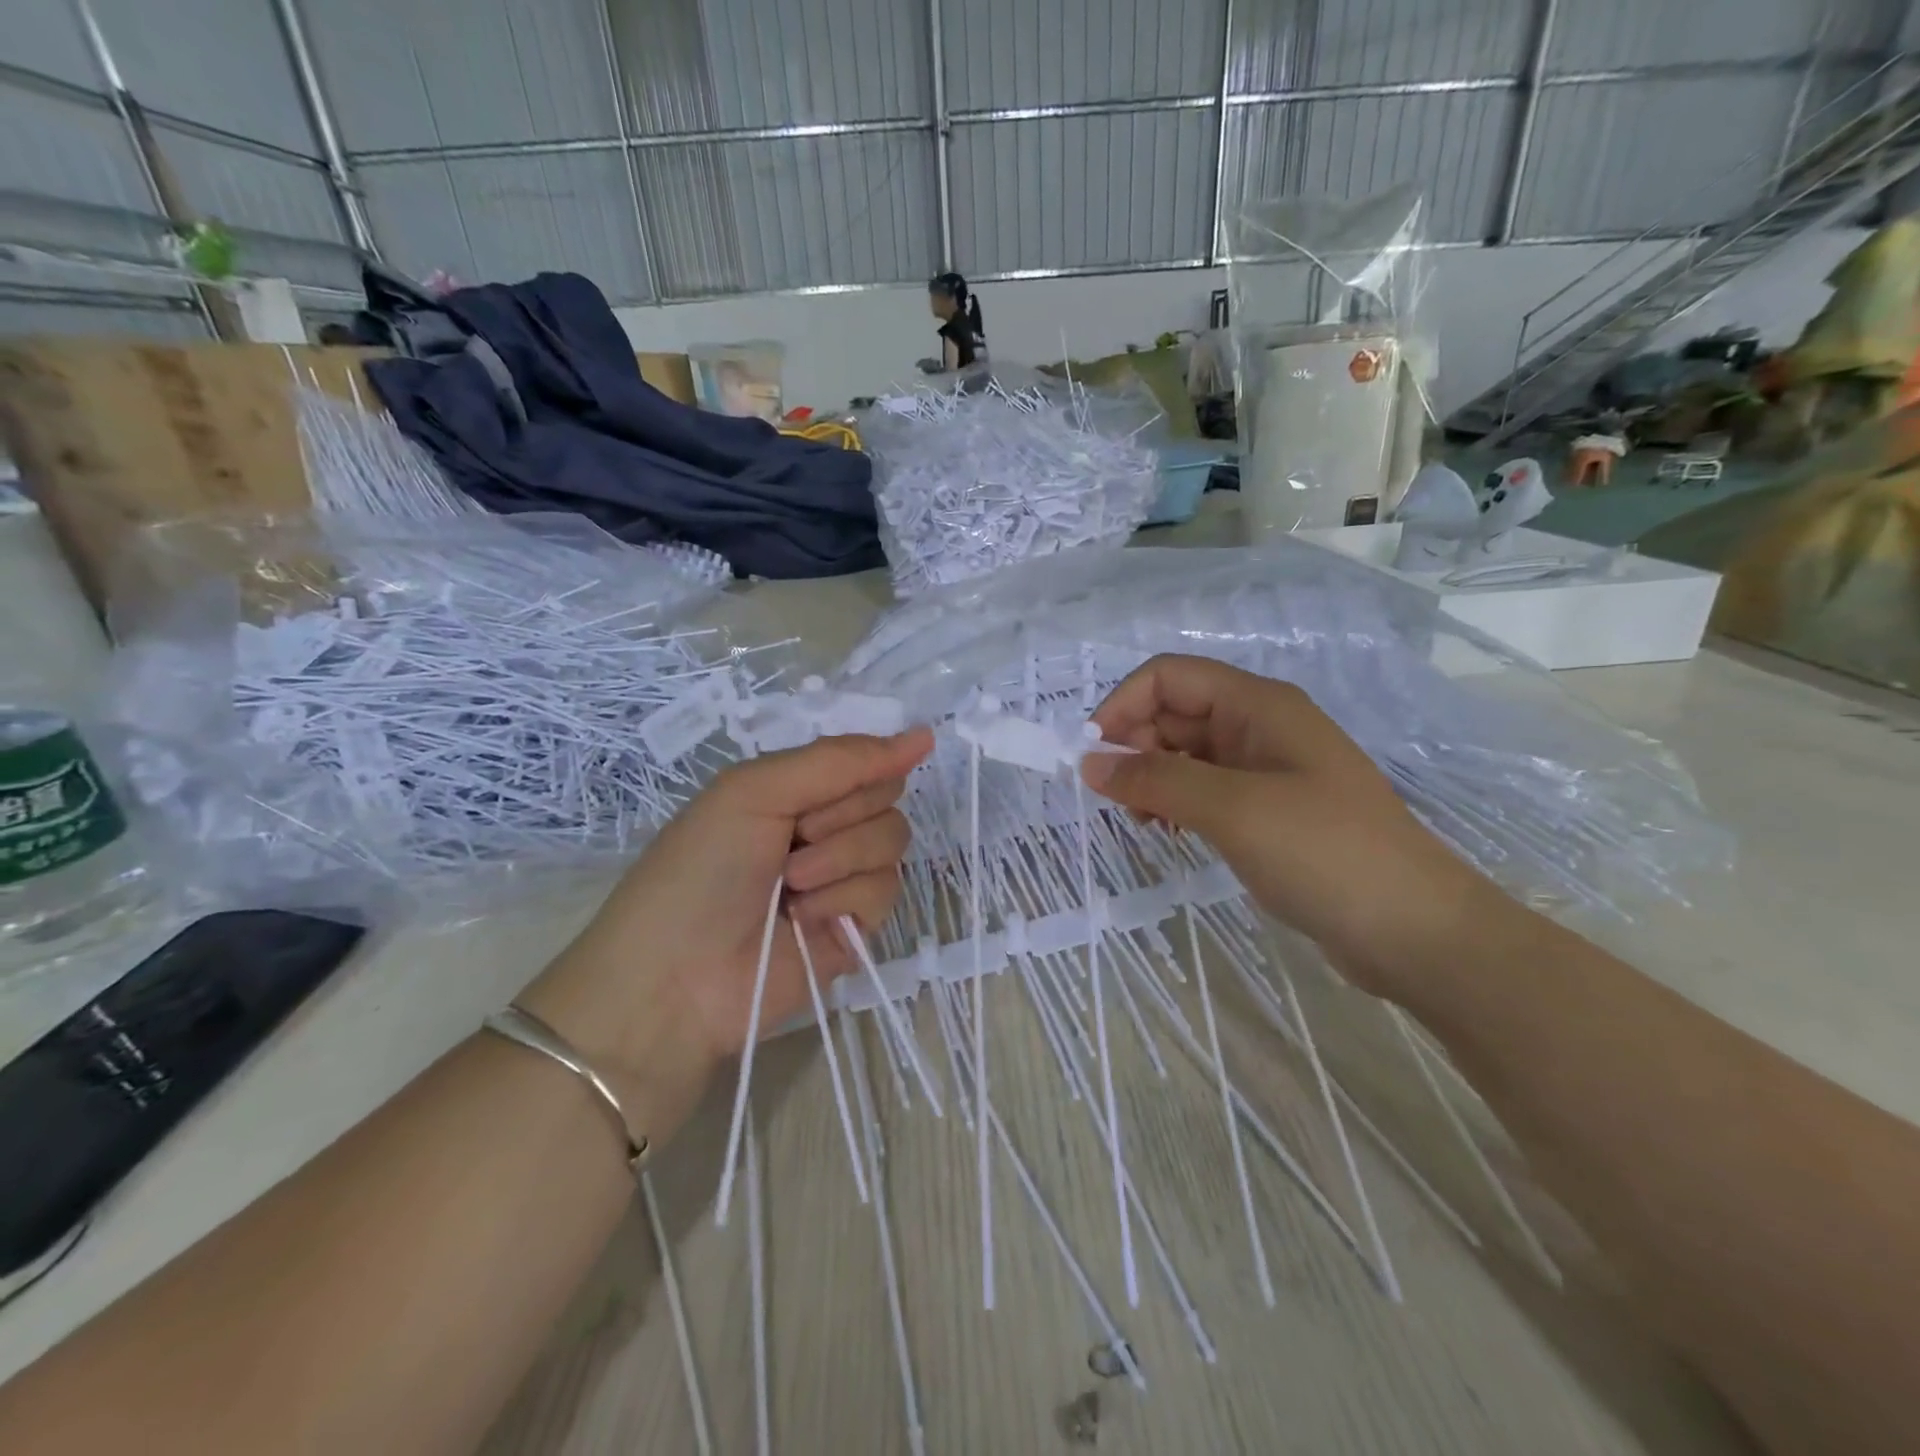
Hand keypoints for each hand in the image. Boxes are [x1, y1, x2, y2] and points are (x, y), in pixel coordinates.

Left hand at [520, 729, 932, 1114]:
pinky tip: (804, 918)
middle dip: (842, 814)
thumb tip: (924, 735)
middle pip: (886, 797)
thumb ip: (839, 761)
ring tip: (791, 885)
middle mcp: (824, 827)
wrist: (676, 977)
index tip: (851, 774)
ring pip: (892, 841)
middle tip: (795, 836)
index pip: (865, 759)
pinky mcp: (856, 925)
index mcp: (797, 790)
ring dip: (839, 857)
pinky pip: (885, 890)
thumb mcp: (756, 791)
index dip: (865, 766)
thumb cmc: (703, 868)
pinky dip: (843, 899)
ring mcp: (843, 877)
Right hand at [1083, 655, 1491, 996]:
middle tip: (1118, 799)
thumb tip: (1089, 762)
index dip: (1123, 705)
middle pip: (1174, 712)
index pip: (1169, 676)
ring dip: (1152, 777)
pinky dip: (1176, 803)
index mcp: (1257, 705)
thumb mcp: (1233, 809)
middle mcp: (1259, 726)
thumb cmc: (1324, 852)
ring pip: (1185, 753)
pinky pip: (1204, 789)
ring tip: (1142, 821)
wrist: (1414, 930)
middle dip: (1135, 747)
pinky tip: (1168, 832)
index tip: (1092, 755)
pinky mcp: (1267, 809)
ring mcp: (1265, 769)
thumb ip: (1157, 779)